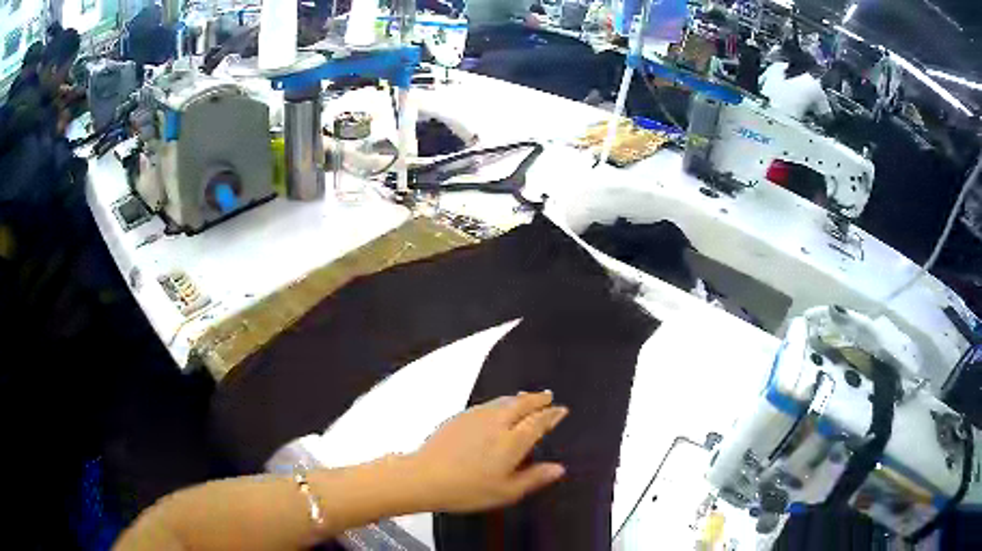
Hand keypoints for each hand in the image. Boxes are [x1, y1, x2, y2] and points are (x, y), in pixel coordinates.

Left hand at [408, 391, 567, 512]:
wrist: (424, 477)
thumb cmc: (466, 489)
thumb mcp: (506, 492)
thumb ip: (534, 478)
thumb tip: (558, 468)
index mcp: (512, 441)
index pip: (538, 421)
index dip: (551, 414)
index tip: (560, 410)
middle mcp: (497, 423)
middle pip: (522, 404)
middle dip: (537, 399)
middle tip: (548, 396)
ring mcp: (477, 417)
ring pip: (504, 401)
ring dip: (519, 398)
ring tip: (527, 397)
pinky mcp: (460, 417)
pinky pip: (488, 404)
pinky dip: (500, 402)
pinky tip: (498, 408)